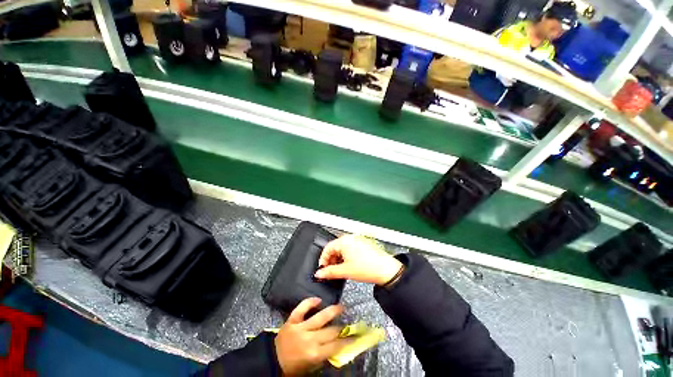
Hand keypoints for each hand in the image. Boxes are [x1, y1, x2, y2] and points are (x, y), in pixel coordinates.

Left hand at [275, 298, 348, 375]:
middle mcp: (310, 339)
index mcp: (315, 354)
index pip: (336, 346)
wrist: (272, 361)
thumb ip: (324, 355)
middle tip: (347, 322)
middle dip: (341, 327)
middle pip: (331, 331)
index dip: (348, 341)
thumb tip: (337, 346)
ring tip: (340, 306)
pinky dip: (310, 302)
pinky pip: (302, 308)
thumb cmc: (293, 366)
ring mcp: (300, 327)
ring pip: (320, 317)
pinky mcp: (292, 320)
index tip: (355, 336)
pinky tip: (318, 299)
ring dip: (332, 310)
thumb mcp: (311, 366)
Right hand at [314, 234, 402, 284]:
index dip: (323, 259)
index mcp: (344, 241)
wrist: (386, 270)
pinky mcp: (363, 244)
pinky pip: (350, 248)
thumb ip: (329, 272)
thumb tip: (319, 273)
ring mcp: (357, 240)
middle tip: (330, 271)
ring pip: (342, 248)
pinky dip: (346, 257)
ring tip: (340, 270)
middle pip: (335, 247)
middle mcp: (350, 238)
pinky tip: (348, 265)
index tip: (322, 269)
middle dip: (331, 260)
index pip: (327, 248)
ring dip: (338, 259)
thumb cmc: (367, 268)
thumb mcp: (345, 271)